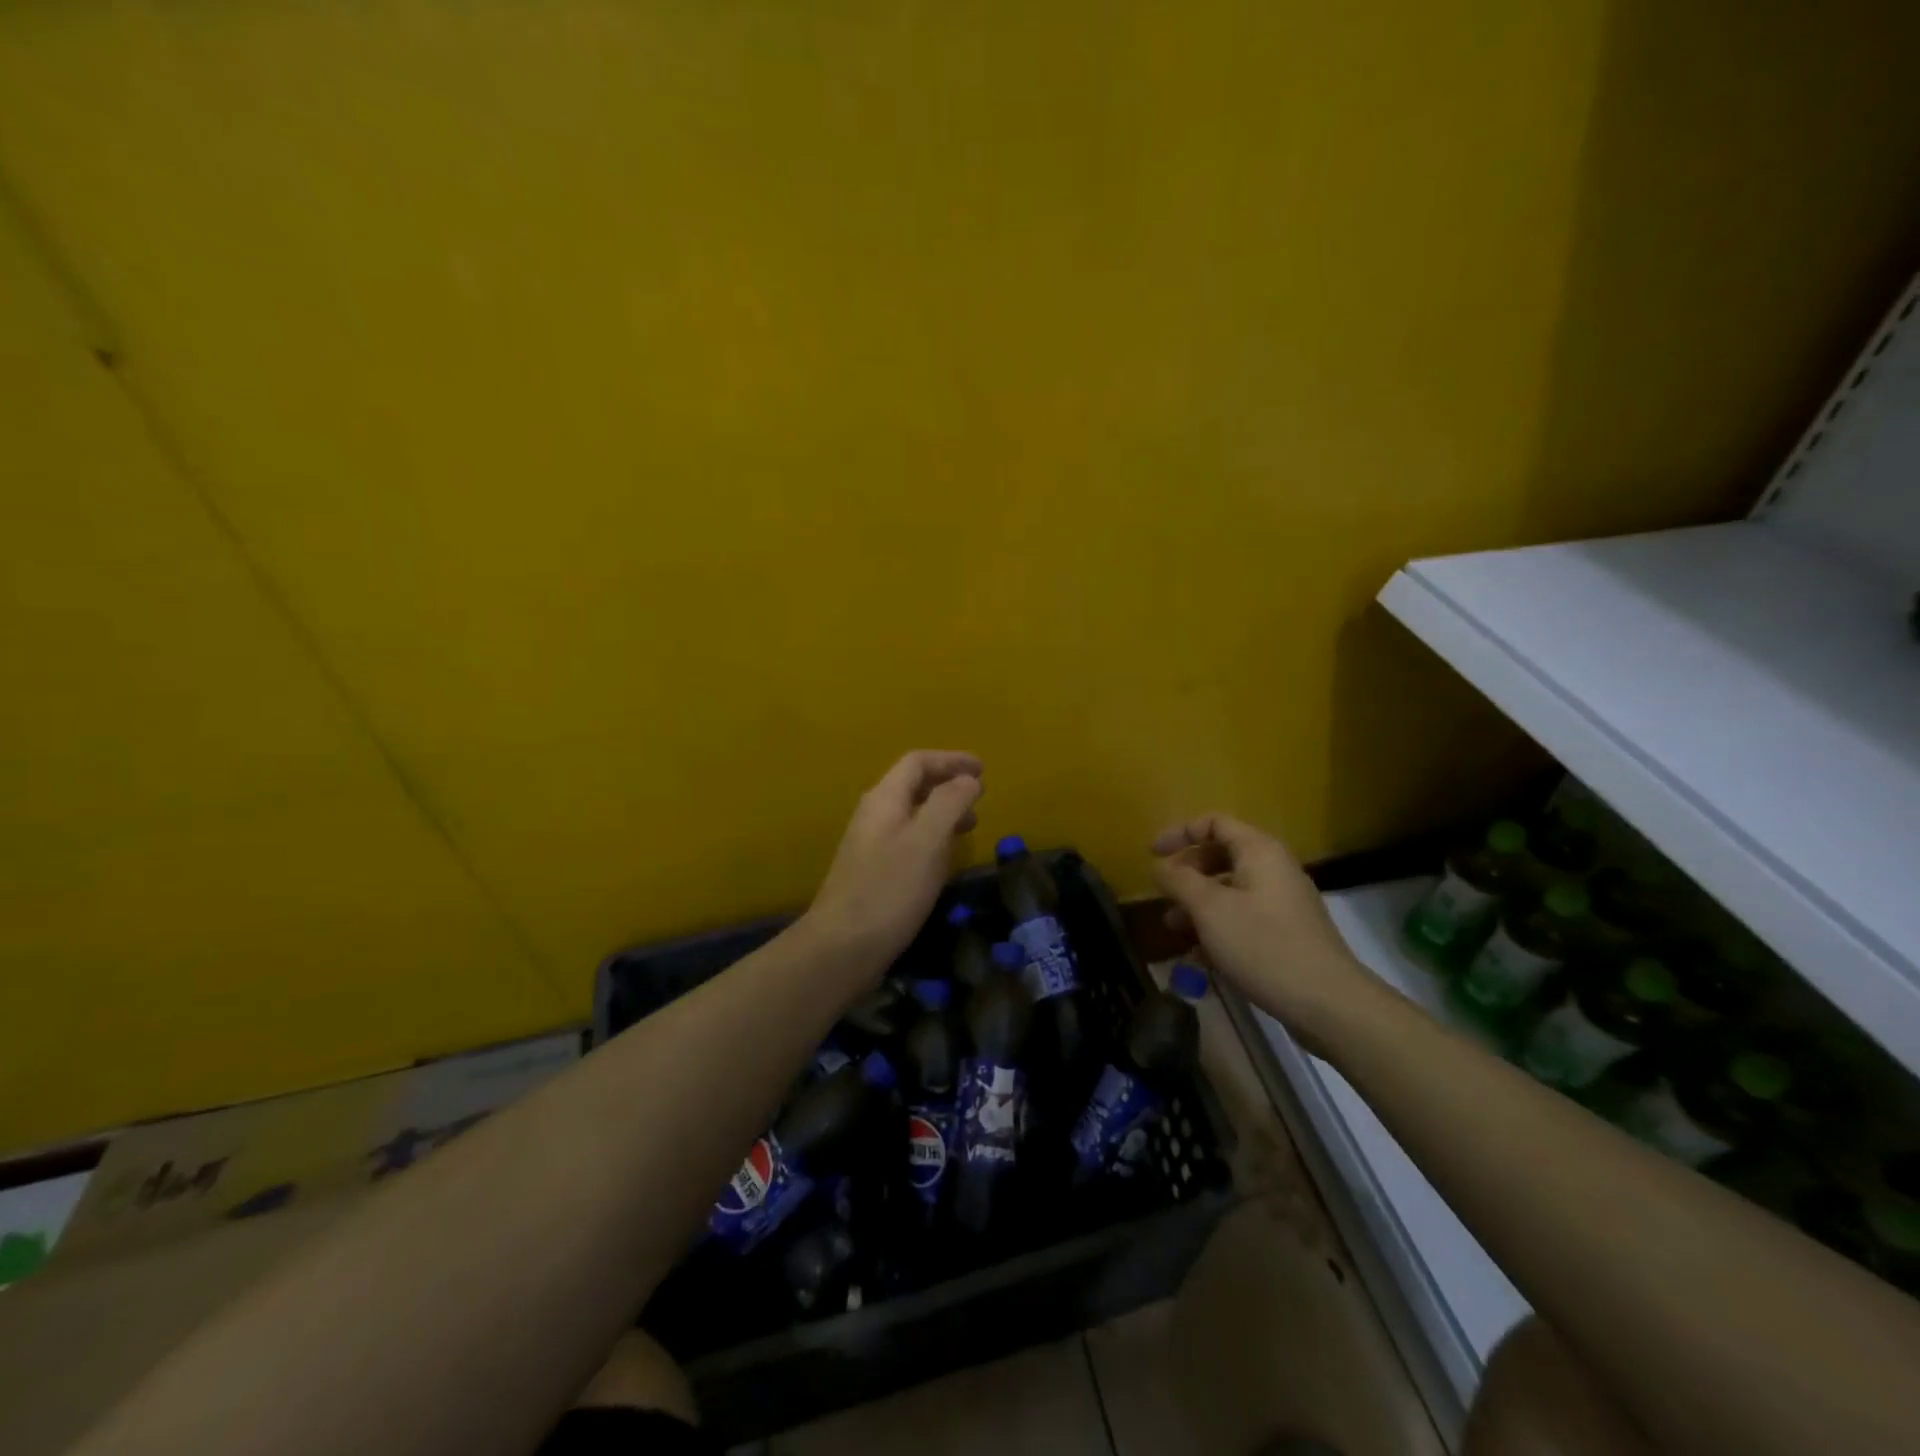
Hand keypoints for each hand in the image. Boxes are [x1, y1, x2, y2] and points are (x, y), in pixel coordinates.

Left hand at [804, 750, 983, 974]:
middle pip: (912, 785)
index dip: (951, 760)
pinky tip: (943, 859)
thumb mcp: (928, 840)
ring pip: (911, 814)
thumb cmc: (890, 889)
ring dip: (941, 812)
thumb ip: (949, 803)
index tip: (983, 769)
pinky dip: (931, 837)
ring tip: (970, 826)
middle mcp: (873, 815)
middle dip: (948, 785)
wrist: (842, 947)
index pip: (917, 762)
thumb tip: (968, 779)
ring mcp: (869, 844)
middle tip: (980, 798)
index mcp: (884, 799)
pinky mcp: (872, 872)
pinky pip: (907, 839)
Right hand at [1151, 813, 1380, 1042]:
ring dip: (1198, 906)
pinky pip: (1243, 918)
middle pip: (1221, 856)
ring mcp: (1282, 903)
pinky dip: (1218, 929)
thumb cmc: (1263, 944)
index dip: (1179, 833)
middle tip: (1164, 895)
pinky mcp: (1286, 934)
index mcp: (1259, 851)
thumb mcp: (1209, 909)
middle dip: (1187, 874)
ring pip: (1230, 891)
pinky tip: (1199, 958)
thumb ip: (1179, 881)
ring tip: (1174, 929)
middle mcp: (1273, 869)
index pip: (1214, 823)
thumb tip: (1160, 866)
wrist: (1327, 1002)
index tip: (1152, 855)